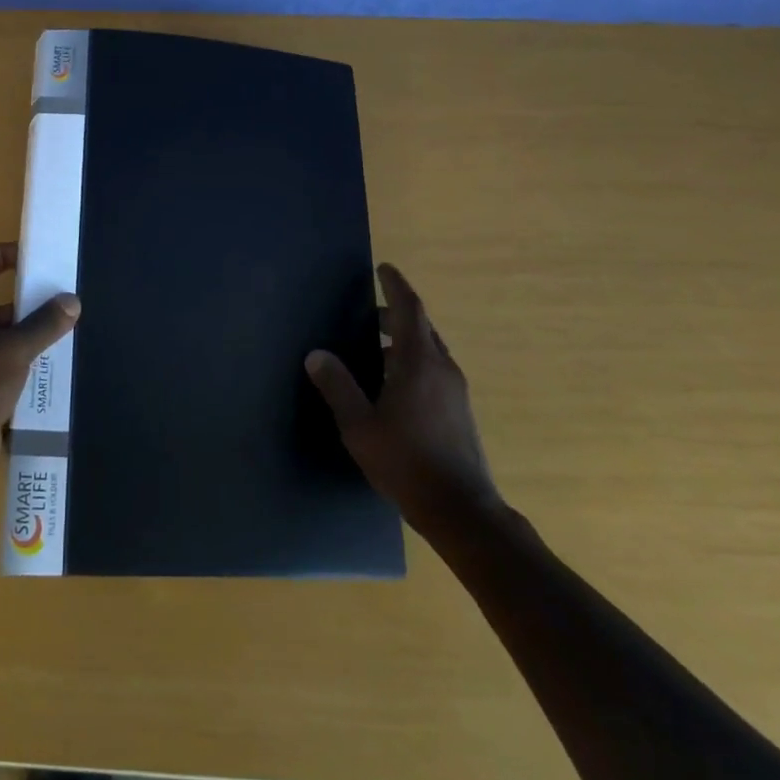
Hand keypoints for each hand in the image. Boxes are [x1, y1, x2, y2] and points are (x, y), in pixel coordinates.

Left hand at [0, 243, 79, 487]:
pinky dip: (25, 365)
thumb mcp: (14, 348)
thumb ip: (44, 324)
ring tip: (64, 333)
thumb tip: (71, 301)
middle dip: (24, 302)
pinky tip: (52, 369)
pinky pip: (4, 368)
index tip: (25, 255)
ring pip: (1, 339)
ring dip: (28, 336)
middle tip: (59, 301)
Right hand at [305, 263, 503, 521]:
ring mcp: (456, 391)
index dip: (396, 285)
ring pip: (430, 350)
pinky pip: (435, 371)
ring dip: (404, 340)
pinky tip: (393, 386)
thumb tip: (317, 354)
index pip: (410, 309)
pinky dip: (413, 362)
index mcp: (419, 362)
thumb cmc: (406, 462)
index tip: (383, 268)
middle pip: (421, 327)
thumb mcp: (360, 426)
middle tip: (369, 312)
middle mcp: (442, 368)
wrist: (462, 510)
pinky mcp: (460, 411)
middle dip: (396, 313)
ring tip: (374, 350)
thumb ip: (338, 386)